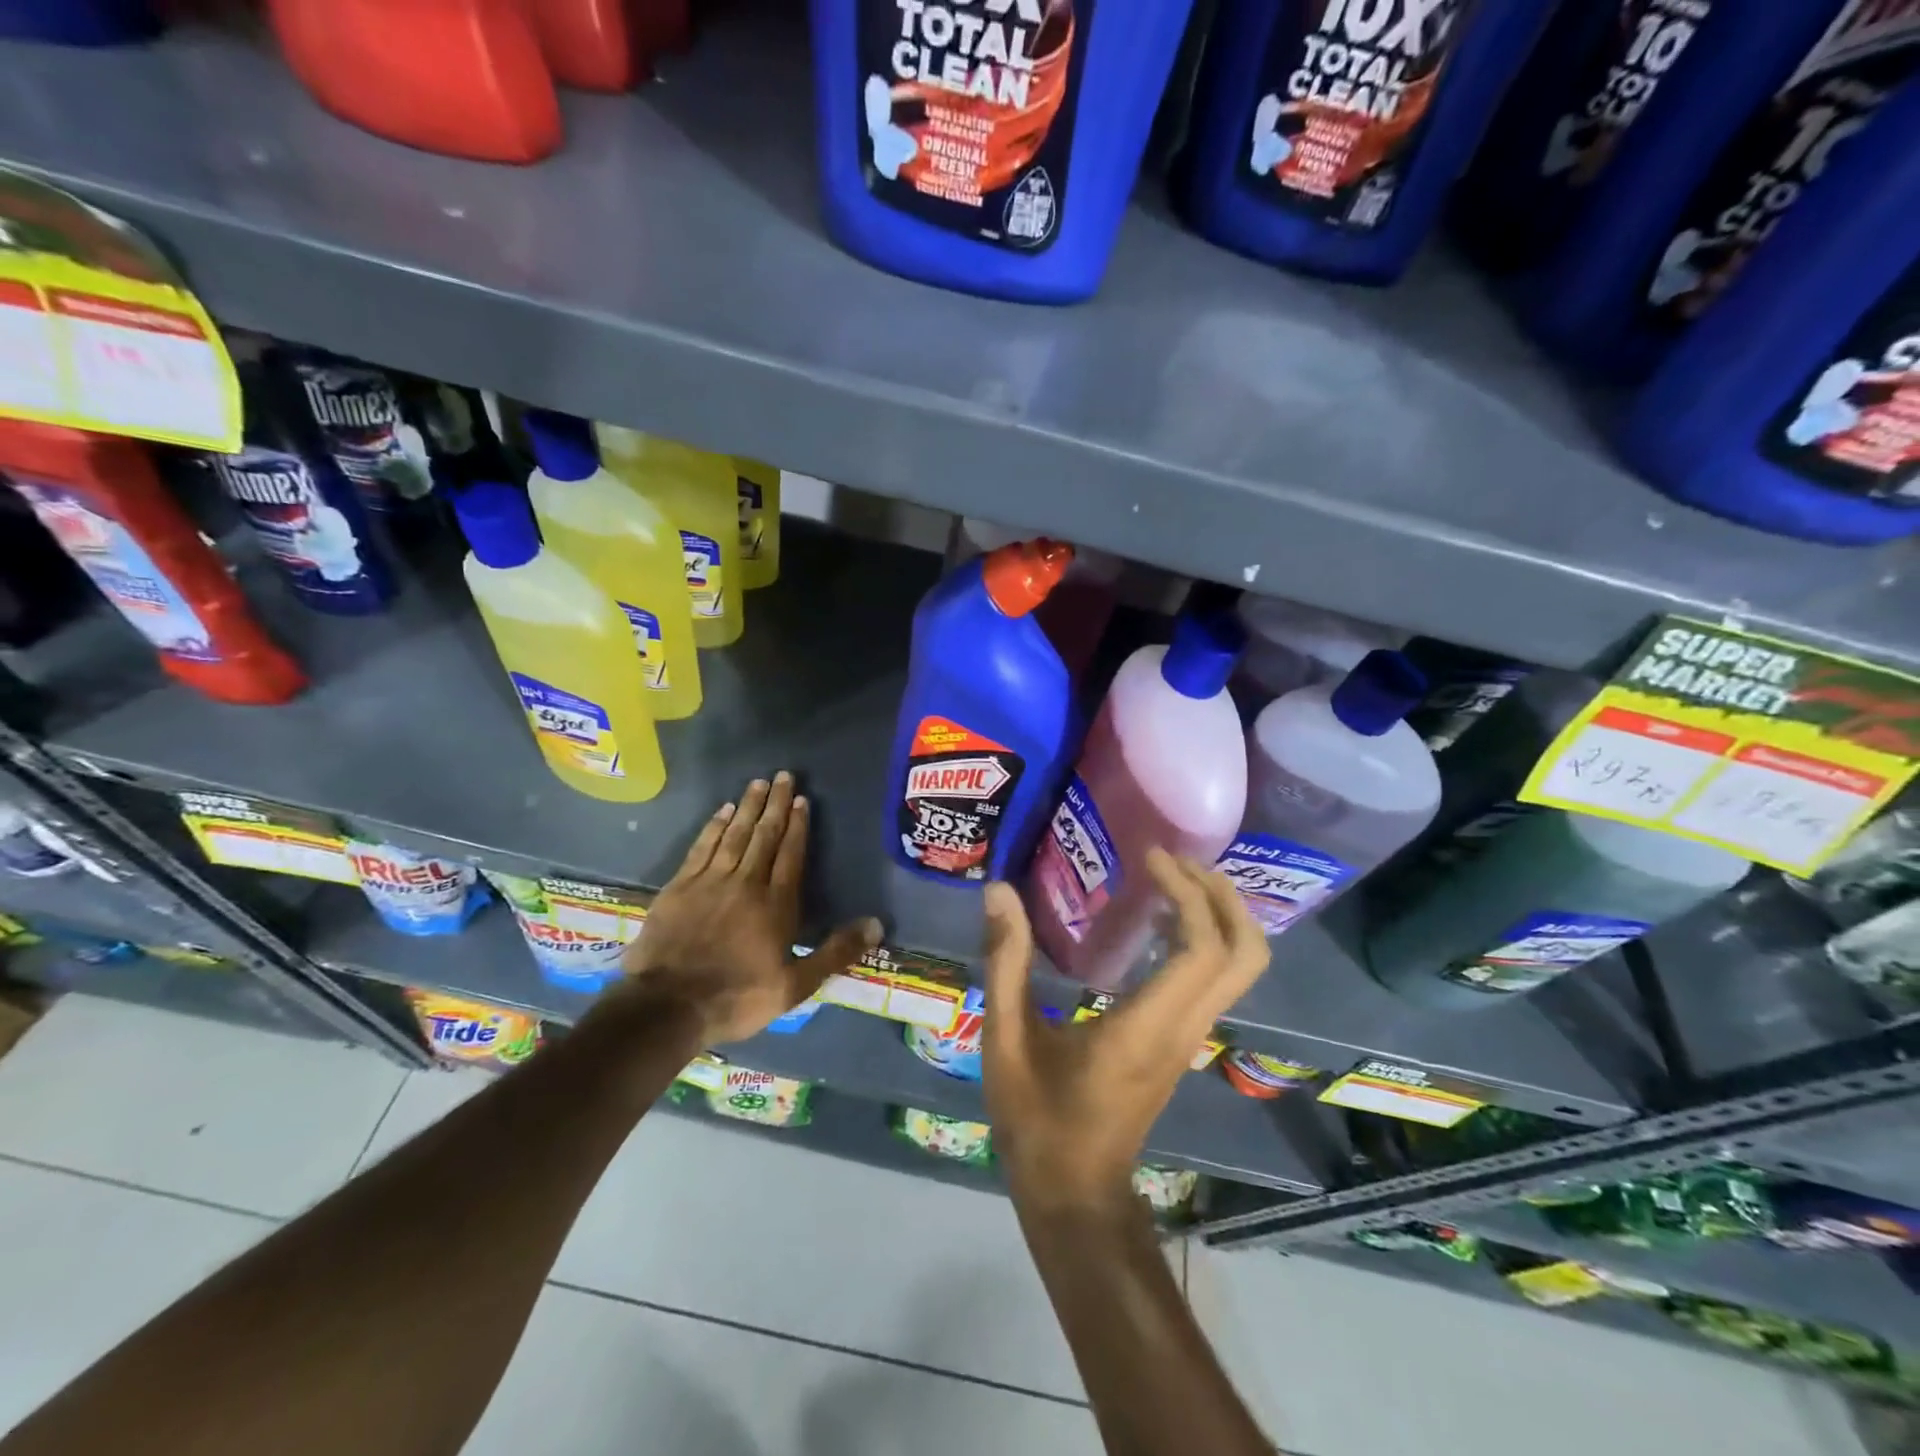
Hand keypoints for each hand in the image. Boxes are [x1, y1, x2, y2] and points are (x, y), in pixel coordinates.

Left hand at [613, 773, 881, 1044]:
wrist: (666, 1007)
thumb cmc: (736, 998)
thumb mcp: (795, 987)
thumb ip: (835, 953)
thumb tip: (877, 925)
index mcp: (776, 905)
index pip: (791, 855)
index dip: (798, 826)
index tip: (802, 799)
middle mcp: (745, 884)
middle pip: (764, 836)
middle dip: (775, 805)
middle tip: (783, 776)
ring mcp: (709, 882)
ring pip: (734, 835)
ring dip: (747, 807)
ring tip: (757, 783)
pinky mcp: (679, 887)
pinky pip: (702, 847)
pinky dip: (713, 827)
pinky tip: (721, 811)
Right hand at [982, 849, 1269, 1215]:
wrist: (1075, 1193)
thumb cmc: (1038, 1120)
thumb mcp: (1006, 1039)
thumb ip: (1005, 962)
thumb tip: (999, 893)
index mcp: (1148, 1026)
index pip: (1203, 948)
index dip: (1187, 892)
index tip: (1151, 857)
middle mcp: (1185, 1028)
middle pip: (1246, 954)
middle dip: (1223, 896)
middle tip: (1176, 860)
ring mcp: (1191, 1039)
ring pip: (1241, 968)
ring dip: (1219, 913)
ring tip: (1171, 878)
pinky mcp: (1184, 1043)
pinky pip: (1217, 980)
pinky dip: (1206, 937)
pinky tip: (1159, 921)